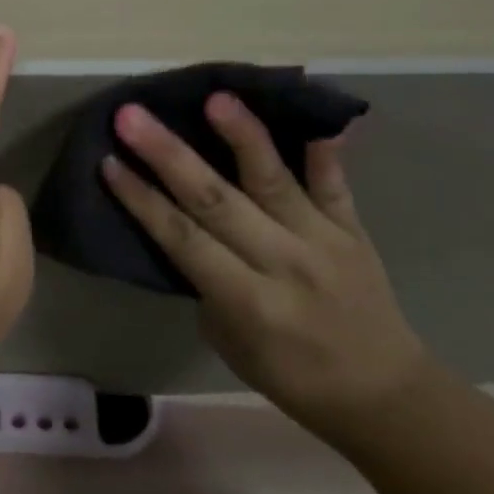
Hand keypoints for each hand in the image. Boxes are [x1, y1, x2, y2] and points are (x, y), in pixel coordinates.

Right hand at [101, 93, 429, 441]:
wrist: (385, 396)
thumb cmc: (292, 376)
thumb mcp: (230, 344)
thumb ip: (207, 284)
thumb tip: (188, 231)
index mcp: (248, 301)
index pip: (183, 239)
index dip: (142, 200)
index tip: (108, 162)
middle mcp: (283, 263)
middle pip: (216, 200)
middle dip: (168, 155)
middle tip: (132, 116)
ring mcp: (322, 241)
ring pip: (273, 180)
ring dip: (241, 136)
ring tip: (215, 97)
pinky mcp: (353, 229)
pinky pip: (336, 185)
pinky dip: (326, 151)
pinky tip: (315, 116)